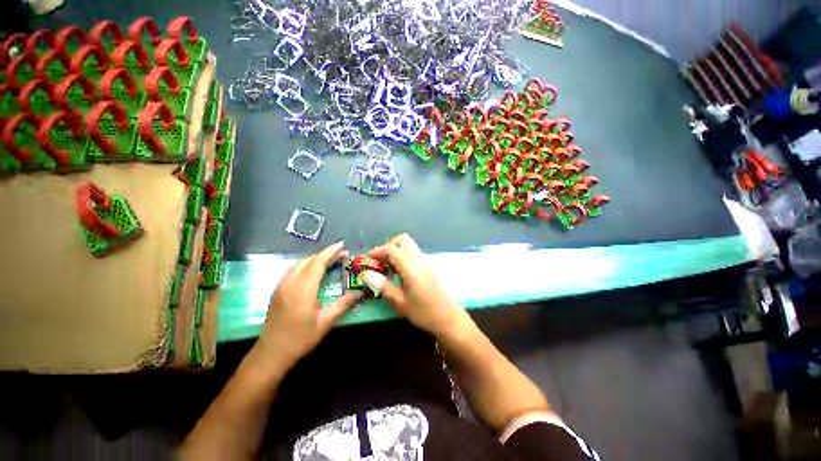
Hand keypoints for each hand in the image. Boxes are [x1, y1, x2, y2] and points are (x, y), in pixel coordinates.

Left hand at [255, 242, 361, 370]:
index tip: (342, 245)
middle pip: (309, 260)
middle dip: (325, 254)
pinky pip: (294, 270)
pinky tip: (314, 271)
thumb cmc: (300, 338)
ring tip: (330, 260)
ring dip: (315, 259)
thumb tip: (360, 292)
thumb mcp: (326, 322)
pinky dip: (307, 265)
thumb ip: (343, 304)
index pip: (318, 262)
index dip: (331, 252)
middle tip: (341, 254)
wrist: (271, 354)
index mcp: (303, 288)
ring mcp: (282, 285)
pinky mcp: (278, 290)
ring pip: (300, 264)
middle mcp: (290, 282)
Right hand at [369, 233, 465, 337]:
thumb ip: (384, 286)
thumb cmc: (423, 312)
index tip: (367, 260)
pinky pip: (413, 253)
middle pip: (402, 240)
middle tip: (380, 261)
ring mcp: (426, 261)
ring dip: (396, 251)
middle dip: (388, 246)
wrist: (448, 318)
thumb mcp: (400, 303)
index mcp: (411, 268)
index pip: (392, 249)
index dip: (377, 251)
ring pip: (408, 245)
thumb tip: (368, 274)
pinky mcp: (429, 265)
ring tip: (387, 268)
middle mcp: (419, 259)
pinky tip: (398, 272)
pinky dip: (403, 256)